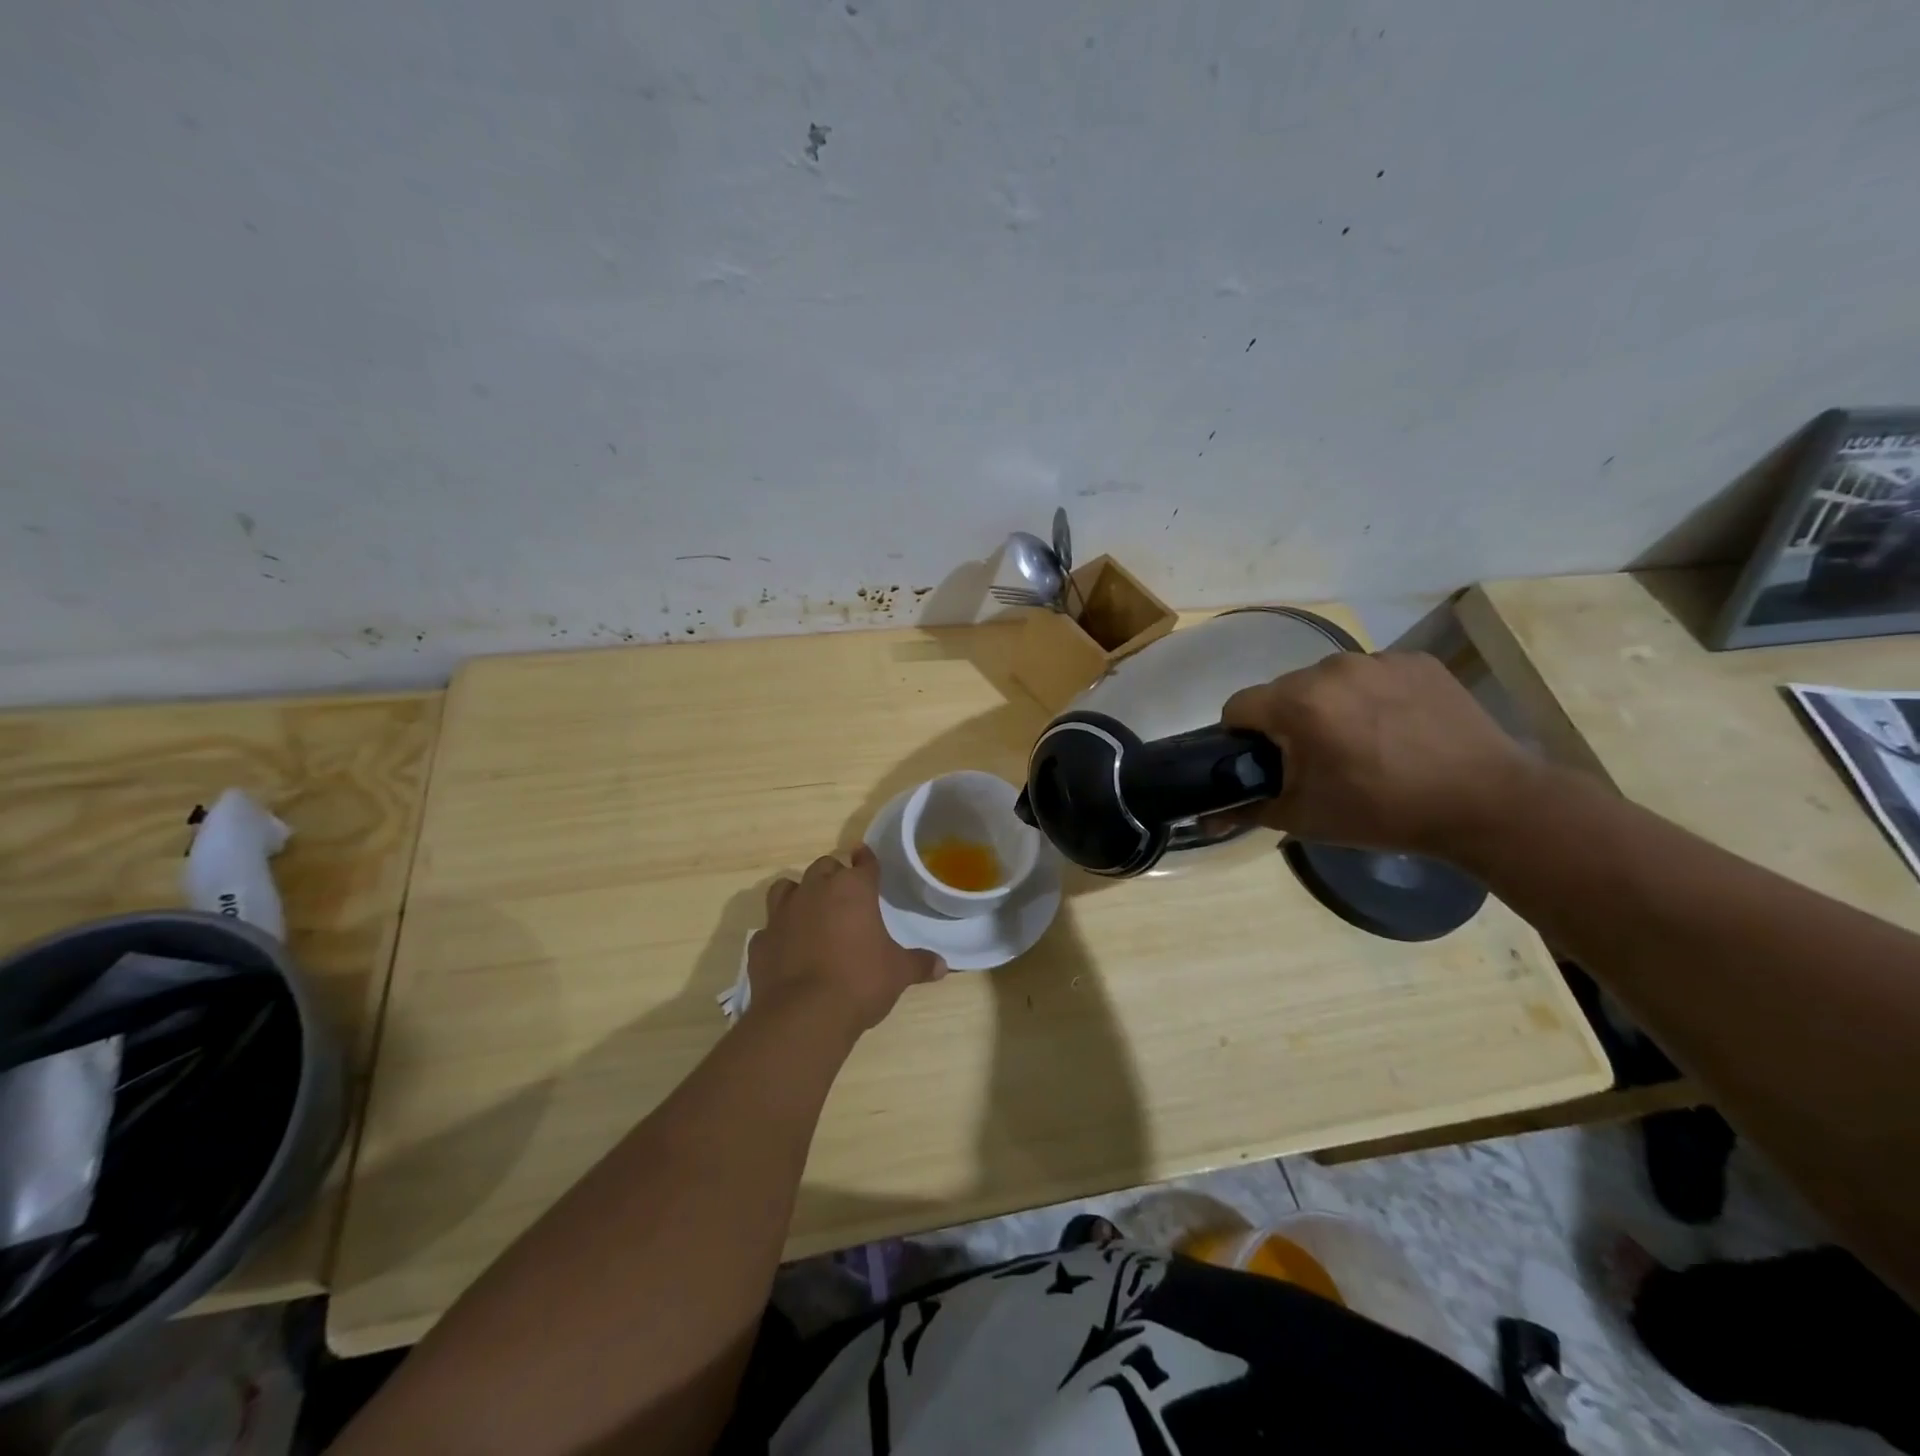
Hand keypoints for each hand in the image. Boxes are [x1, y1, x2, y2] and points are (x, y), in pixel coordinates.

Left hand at [748, 846, 945, 1033]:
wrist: (804, 1015)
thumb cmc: (859, 982)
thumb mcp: (898, 973)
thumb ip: (919, 963)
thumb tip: (943, 966)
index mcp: (853, 890)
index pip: (863, 863)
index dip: (867, 860)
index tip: (866, 857)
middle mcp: (815, 891)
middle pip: (824, 867)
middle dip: (834, 875)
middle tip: (844, 892)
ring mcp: (782, 914)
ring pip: (787, 887)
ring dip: (799, 893)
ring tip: (809, 910)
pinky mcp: (760, 941)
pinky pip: (769, 928)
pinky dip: (778, 933)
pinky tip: (787, 947)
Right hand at [1220, 650, 1541, 857]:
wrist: (1488, 803)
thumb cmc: (1384, 812)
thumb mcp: (1305, 818)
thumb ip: (1247, 810)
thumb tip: (1206, 819)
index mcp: (1298, 703)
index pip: (1238, 706)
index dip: (1241, 737)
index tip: (1264, 763)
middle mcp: (1332, 668)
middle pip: (1284, 691)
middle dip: (1288, 723)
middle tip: (1316, 762)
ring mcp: (1379, 659)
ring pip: (1328, 681)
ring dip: (1329, 708)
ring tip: (1362, 745)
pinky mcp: (1417, 661)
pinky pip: (1371, 676)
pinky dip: (1371, 698)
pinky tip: (1398, 730)